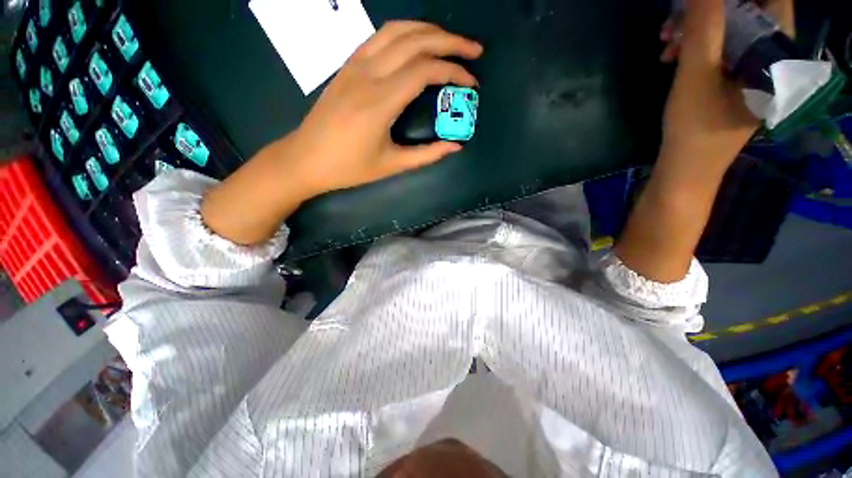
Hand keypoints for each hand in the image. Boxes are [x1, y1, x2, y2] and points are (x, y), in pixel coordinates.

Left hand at [291, 21, 482, 195]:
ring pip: (396, 30)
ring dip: (428, 30)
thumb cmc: (349, 167)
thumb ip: (427, 155)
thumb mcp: (391, 165)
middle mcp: (368, 74)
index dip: (453, 72)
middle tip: (474, 50)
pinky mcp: (347, 65)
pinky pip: (379, 37)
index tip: (471, 83)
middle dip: (450, 41)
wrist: (305, 159)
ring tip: (450, 42)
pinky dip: (405, 33)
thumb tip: (456, 147)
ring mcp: (354, 65)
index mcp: (380, 102)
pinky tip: (417, 43)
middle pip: (415, 40)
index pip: (425, 71)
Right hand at [658, 0, 794, 175]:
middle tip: (673, 22)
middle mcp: (771, 58)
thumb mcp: (696, 75)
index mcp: (776, 56)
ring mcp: (754, 70)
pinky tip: (673, 56)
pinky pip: (723, 48)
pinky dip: (697, 46)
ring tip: (666, 43)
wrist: (686, 169)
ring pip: (731, 29)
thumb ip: (704, 26)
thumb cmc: (694, 128)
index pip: (771, 2)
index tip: (701, 4)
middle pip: (748, 13)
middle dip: (709, 10)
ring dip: (697, 29)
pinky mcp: (737, 79)